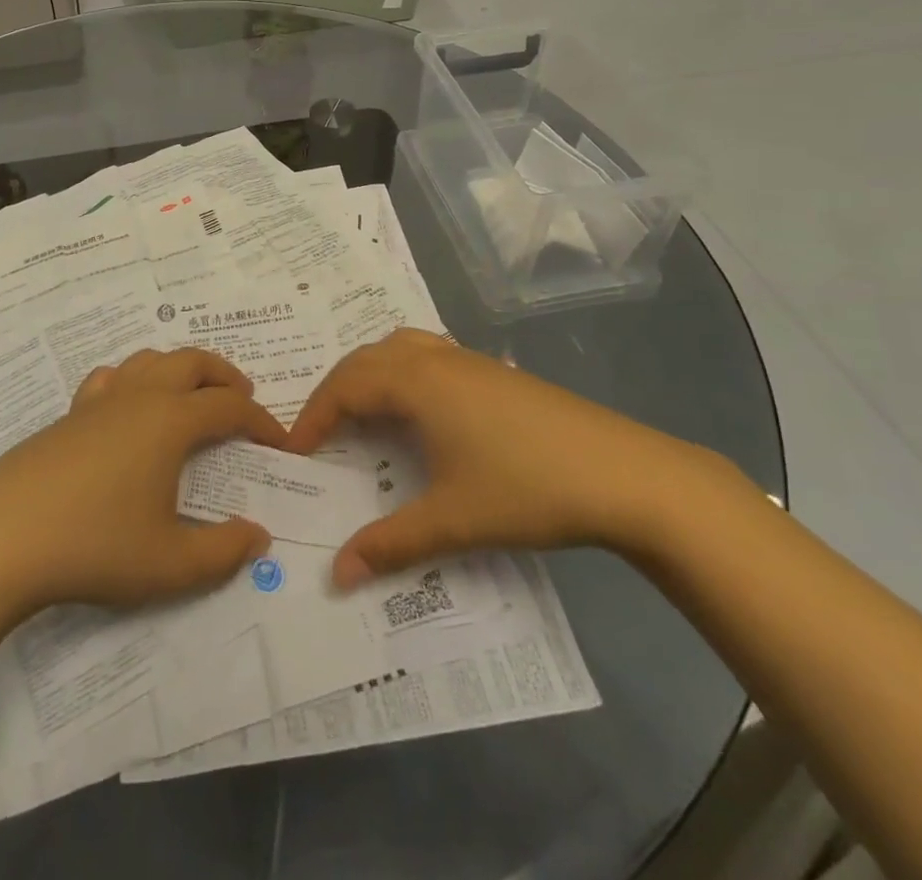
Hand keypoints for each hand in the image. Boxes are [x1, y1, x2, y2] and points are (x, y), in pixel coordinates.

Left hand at [0, 349, 284, 617]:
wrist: (1, 538)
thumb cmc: (95, 546)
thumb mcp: (170, 563)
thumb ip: (223, 551)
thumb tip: (259, 535)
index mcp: (170, 421)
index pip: (229, 407)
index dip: (261, 421)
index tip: (279, 442)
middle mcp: (139, 397)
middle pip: (192, 362)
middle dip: (224, 375)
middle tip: (242, 398)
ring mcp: (98, 401)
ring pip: (150, 359)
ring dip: (181, 368)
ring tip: (192, 394)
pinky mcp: (68, 415)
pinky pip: (110, 377)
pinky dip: (134, 378)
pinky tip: (129, 405)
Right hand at [287, 329, 725, 587]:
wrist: (627, 475)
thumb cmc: (529, 489)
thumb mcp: (452, 520)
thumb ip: (390, 544)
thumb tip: (337, 575)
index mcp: (416, 382)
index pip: (344, 387)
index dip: (313, 417)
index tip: (294, 451)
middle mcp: (436, 359)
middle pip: (365, 359)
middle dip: (334, 391)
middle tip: (320, 433)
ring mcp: (469, 360)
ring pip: (399, 347)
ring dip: (370, 373)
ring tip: (362, 411)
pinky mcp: (496, 372)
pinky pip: (428, 354)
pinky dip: (403, 371)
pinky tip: (420, 408)